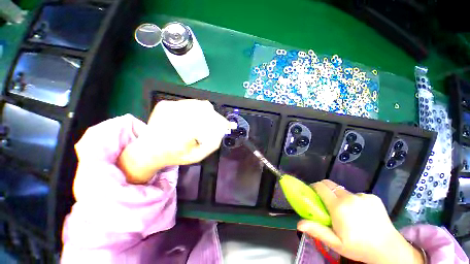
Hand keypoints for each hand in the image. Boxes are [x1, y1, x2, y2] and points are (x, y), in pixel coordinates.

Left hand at [118, 99, 233, 183]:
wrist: (147, 150)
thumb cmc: (174, 156)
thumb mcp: (196, 156)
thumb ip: (212, 144)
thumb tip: (222, 131)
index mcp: (181, 134)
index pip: (208, 122)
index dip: (220, 123)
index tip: (227, 126)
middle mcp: (174, 117)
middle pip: (205, 109)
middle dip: (215, 117)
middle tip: (218, 124)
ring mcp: (168, 107)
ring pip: (198, 104)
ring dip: (206, 112)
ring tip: (205, 121)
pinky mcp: (165, 103)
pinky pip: (189, 102)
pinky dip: (196, 109)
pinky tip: (193, 117)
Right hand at [297, 180, 423, 263]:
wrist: (389, 249)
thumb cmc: (359, 247)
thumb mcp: (336, 243)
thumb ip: (317, 230)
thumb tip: (298, 224)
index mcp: (339, 206)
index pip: (321, 187)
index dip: (314, 187)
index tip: (312, 193)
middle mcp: (349, 197)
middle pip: (330, 184)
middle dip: (324, 189)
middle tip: (325, 201)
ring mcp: (362, 196)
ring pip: (343, 190)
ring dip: (339, 197)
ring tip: (346, 211)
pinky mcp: (372, 197)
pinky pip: (357, 195)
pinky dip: (354, 201)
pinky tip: (361, 213)